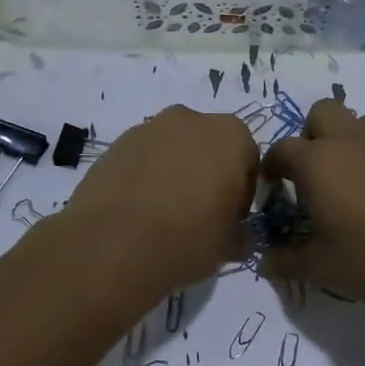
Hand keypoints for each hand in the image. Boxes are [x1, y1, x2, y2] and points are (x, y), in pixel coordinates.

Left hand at [59, 106, 258, 295]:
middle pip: (208, 147)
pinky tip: (139, 211)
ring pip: (173, 150)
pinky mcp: (115, 144)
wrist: (115, 244)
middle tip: (200, 213)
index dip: (242, 193)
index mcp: (231, 136)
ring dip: (175, 173)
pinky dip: (145, 177)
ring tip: (164, 214)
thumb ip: (239, 232)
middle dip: (207, 174)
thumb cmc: (188, 238)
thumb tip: (236, 236)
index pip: (248, 161)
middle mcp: (191, 120)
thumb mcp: (229, 245)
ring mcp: (149, 129)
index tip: (231, 219)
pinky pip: (142, 159)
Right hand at [258, 100, 364, 303]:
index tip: (273, 184)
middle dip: (312, 134)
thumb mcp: (320, 266)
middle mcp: (349, 141)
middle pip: (322, 113)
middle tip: (313, 171)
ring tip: (349, 177)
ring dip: (346, 140)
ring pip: (358, 122)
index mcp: (317, 162)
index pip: (282, 149)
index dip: (273, 165)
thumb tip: (266, 261)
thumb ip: (286, 260)